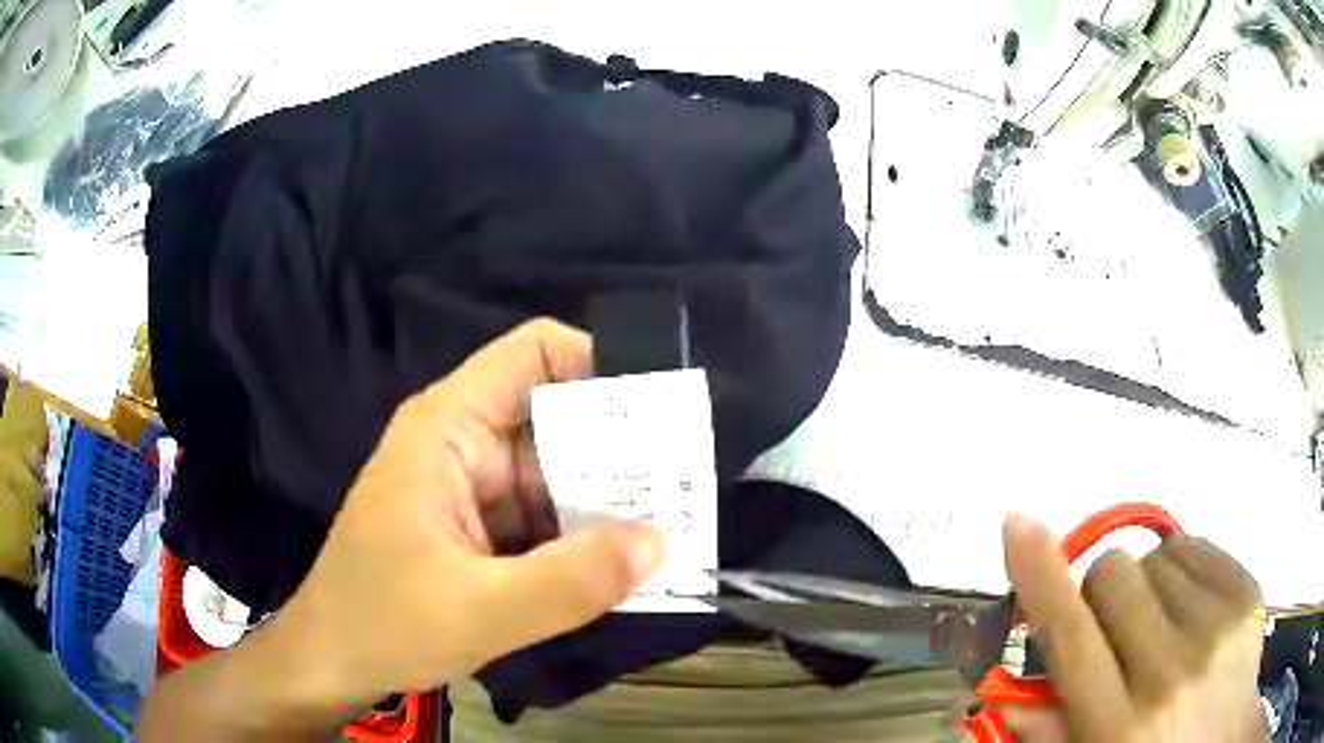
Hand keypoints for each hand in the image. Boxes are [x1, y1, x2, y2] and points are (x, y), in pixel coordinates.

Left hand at [276, 319, 665, 708]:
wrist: (331, 663)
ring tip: (671, 534)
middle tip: (685, 490)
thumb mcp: (480, 611)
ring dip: (606, 505)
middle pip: (557, 419)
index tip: (663, 414)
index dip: (602, 366)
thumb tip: (661, 542)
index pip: (536, 353)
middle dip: (621, 453)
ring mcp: (471, 488)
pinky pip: (542, 518)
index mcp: (449, 427)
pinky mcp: (477, 528)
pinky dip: (580, 540)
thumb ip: (572, 581)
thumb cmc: (382, 623)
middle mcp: (463, 443)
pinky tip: (620, 569)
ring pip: (556, 475)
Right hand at [999, 513, 1267, 742]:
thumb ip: (1047, 731)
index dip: (1039, 574)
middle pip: (1113, 574)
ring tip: (1159, 630)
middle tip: (1112, 633)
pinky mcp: (1247, 594)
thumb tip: (999, 694)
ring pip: (1155, 557)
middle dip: (1101, 595)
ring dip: (1145, 588)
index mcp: (1118, 724)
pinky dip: (1181, 572)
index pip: (1070, 634)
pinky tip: (1190, 611)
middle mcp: (1170, 671)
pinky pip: (1195, 546)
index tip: (1017, 522)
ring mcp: (1217, 627)